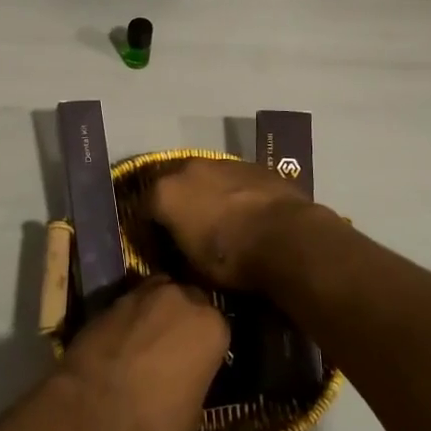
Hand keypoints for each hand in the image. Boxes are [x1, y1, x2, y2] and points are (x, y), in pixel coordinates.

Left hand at [54, 277, 228, 430]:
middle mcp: (181, 298)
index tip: (200, 361)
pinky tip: (125, 338)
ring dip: (158, 311)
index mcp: (211, 326)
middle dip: (185, 319)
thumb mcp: (193, 413)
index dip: (208, 345)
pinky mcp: (112, 297)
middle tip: (175, 346)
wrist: (91, 409)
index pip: (219, 328)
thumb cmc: (153, 420)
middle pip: (190, 300)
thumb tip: (189, 375)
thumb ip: (197, 380)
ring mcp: (144, 293)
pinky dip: (132, 316)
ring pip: (160, 294)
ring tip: (149, 338)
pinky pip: (132, 302)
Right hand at [147, 157, 333, 290]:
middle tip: (186, 227)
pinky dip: (232, 191)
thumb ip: (175, 251)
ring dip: (205, 193)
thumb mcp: (192, 268)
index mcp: (165, 193)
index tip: (157, 245)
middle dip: (176, 203)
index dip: (148, 228)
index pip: (143, 209)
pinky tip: (244, 210)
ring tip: (218, 218)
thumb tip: (174, 251)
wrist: (286, 238)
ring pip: (204, 177)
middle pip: (173, 184)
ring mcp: (221, 162)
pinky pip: (232, 178)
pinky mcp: (251, 163)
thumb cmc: (231, 258)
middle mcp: (187, 168)